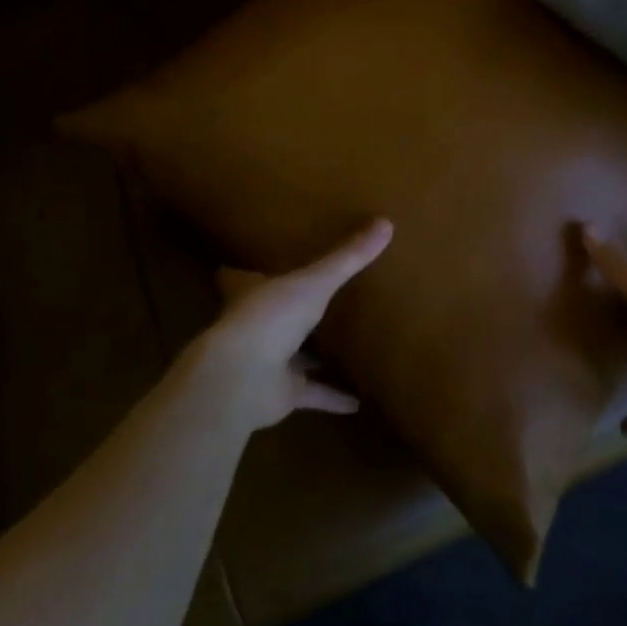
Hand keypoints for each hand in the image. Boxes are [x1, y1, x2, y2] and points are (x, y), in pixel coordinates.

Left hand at [188, 218, 393, 431]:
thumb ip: (347, 257)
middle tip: (315, 298)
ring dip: (310, 355)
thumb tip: (386, 223)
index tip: (253, 263)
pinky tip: (357, 402)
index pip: (241, 277)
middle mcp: (255, 325)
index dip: (246, 270)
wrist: (241, 379)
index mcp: (252, 293)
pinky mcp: (281, 393)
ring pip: (291, 355)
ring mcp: (266, 362)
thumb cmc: (269, 317)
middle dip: (288, 309)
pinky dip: (332, 397)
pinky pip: (311, 393)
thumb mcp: (314, 281)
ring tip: (340, 346)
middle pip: (270, 314)